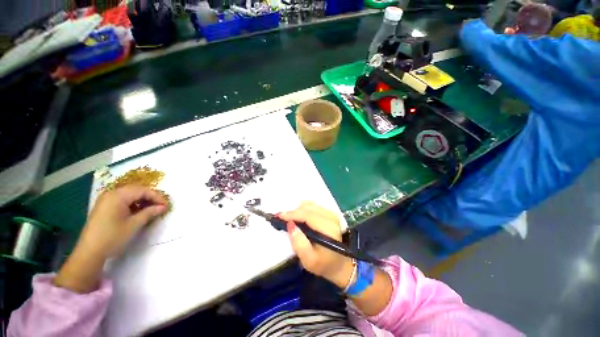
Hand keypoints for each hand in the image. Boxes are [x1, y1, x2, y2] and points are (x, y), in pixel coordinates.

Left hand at [77, 185, 167, 258]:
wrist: (89, 252)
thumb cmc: (112, 237)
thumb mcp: (134, 225)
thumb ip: (149, 213)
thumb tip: (163, 207)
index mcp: (118, 196)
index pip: (143, 190)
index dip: (157, 197)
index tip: (166, 206)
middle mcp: (111, 194)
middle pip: (136, 190)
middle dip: (150, 197)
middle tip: (161, 206)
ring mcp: (106, 200)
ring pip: (130, 195)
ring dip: (142, 201)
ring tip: (152, 210)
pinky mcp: (104, 207)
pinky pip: (123, 200)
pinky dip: (133, 204)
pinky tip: (139, 212)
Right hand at [280, 202, 353, 288]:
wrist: (340, 264)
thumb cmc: (323, 264)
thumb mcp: (309, 261)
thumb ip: (299, 243)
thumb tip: (290, 225)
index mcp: (328, 229)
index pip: (308, 215)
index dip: (292, 214)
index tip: (279, 216)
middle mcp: (332, 218)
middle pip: (308, 207)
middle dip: (293, 212)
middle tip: (282, 219)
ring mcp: (332, 214)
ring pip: (310, 205)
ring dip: (298, 210)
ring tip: (291, 220)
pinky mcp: (330, 213)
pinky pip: (313, 206)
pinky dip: (304, 210)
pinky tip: (300, 218)